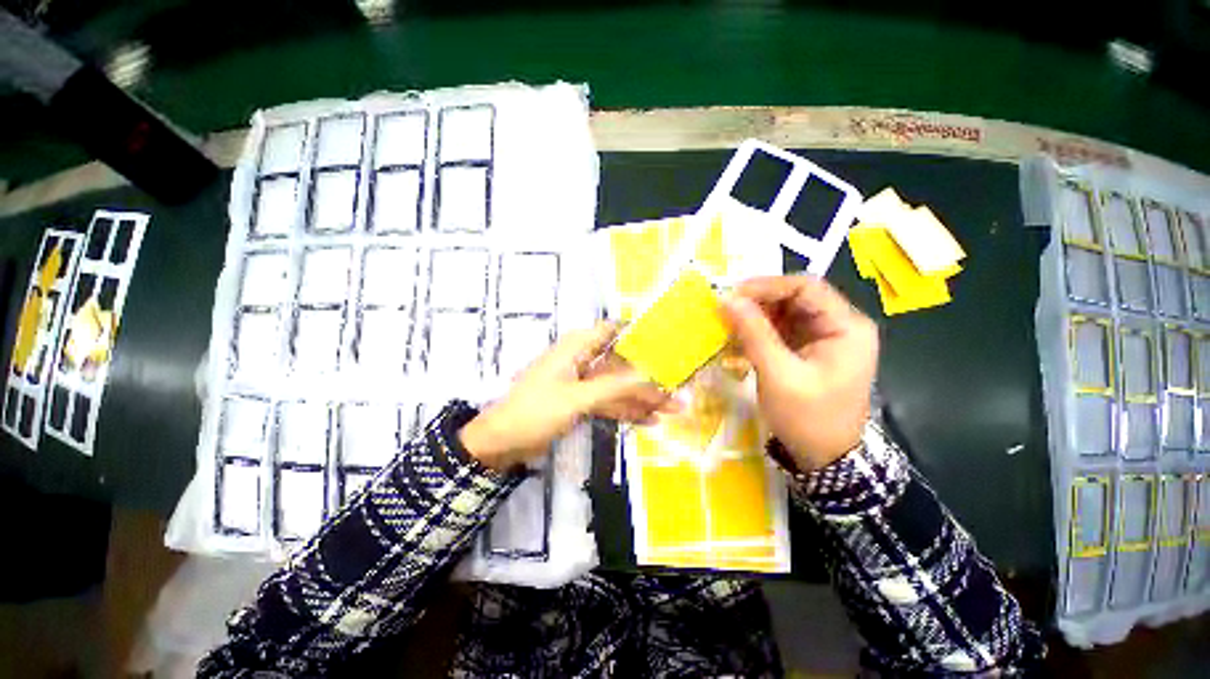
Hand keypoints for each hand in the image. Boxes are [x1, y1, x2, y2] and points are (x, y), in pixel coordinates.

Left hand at [460, 322, 674, 470]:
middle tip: (678, 389)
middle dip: (648, 377)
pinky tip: (650, 421)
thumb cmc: (536, 411)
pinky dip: (627, 411)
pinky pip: (609, 402)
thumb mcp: (578, 398)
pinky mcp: (581, 402)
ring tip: (673, 410)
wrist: (501, 443)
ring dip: (642, 398)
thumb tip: (650, 374)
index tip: (667, 343)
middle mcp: (582, 360)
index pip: (613, 330)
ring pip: (618, 386)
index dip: (639, 334)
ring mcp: (582, 383)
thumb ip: (615, 386)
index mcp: (577, 347)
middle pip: (621, 363)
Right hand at [721, 276, 877, 471]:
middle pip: (795, 297)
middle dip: (757, 302)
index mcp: (846, 327)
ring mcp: (823, 337)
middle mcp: (839, 325)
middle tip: (724, 311)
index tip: (731, 295)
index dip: (766, 286)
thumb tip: (727, 299)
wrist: (824, 459)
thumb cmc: (808, 418)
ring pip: (784, 312)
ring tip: (727, 326)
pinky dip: (757, 332)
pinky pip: (780, 330)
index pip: (806, 287)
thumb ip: (754, 333)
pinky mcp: (808, 350)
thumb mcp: (778, 374)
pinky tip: (737, 341)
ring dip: (754, 317)